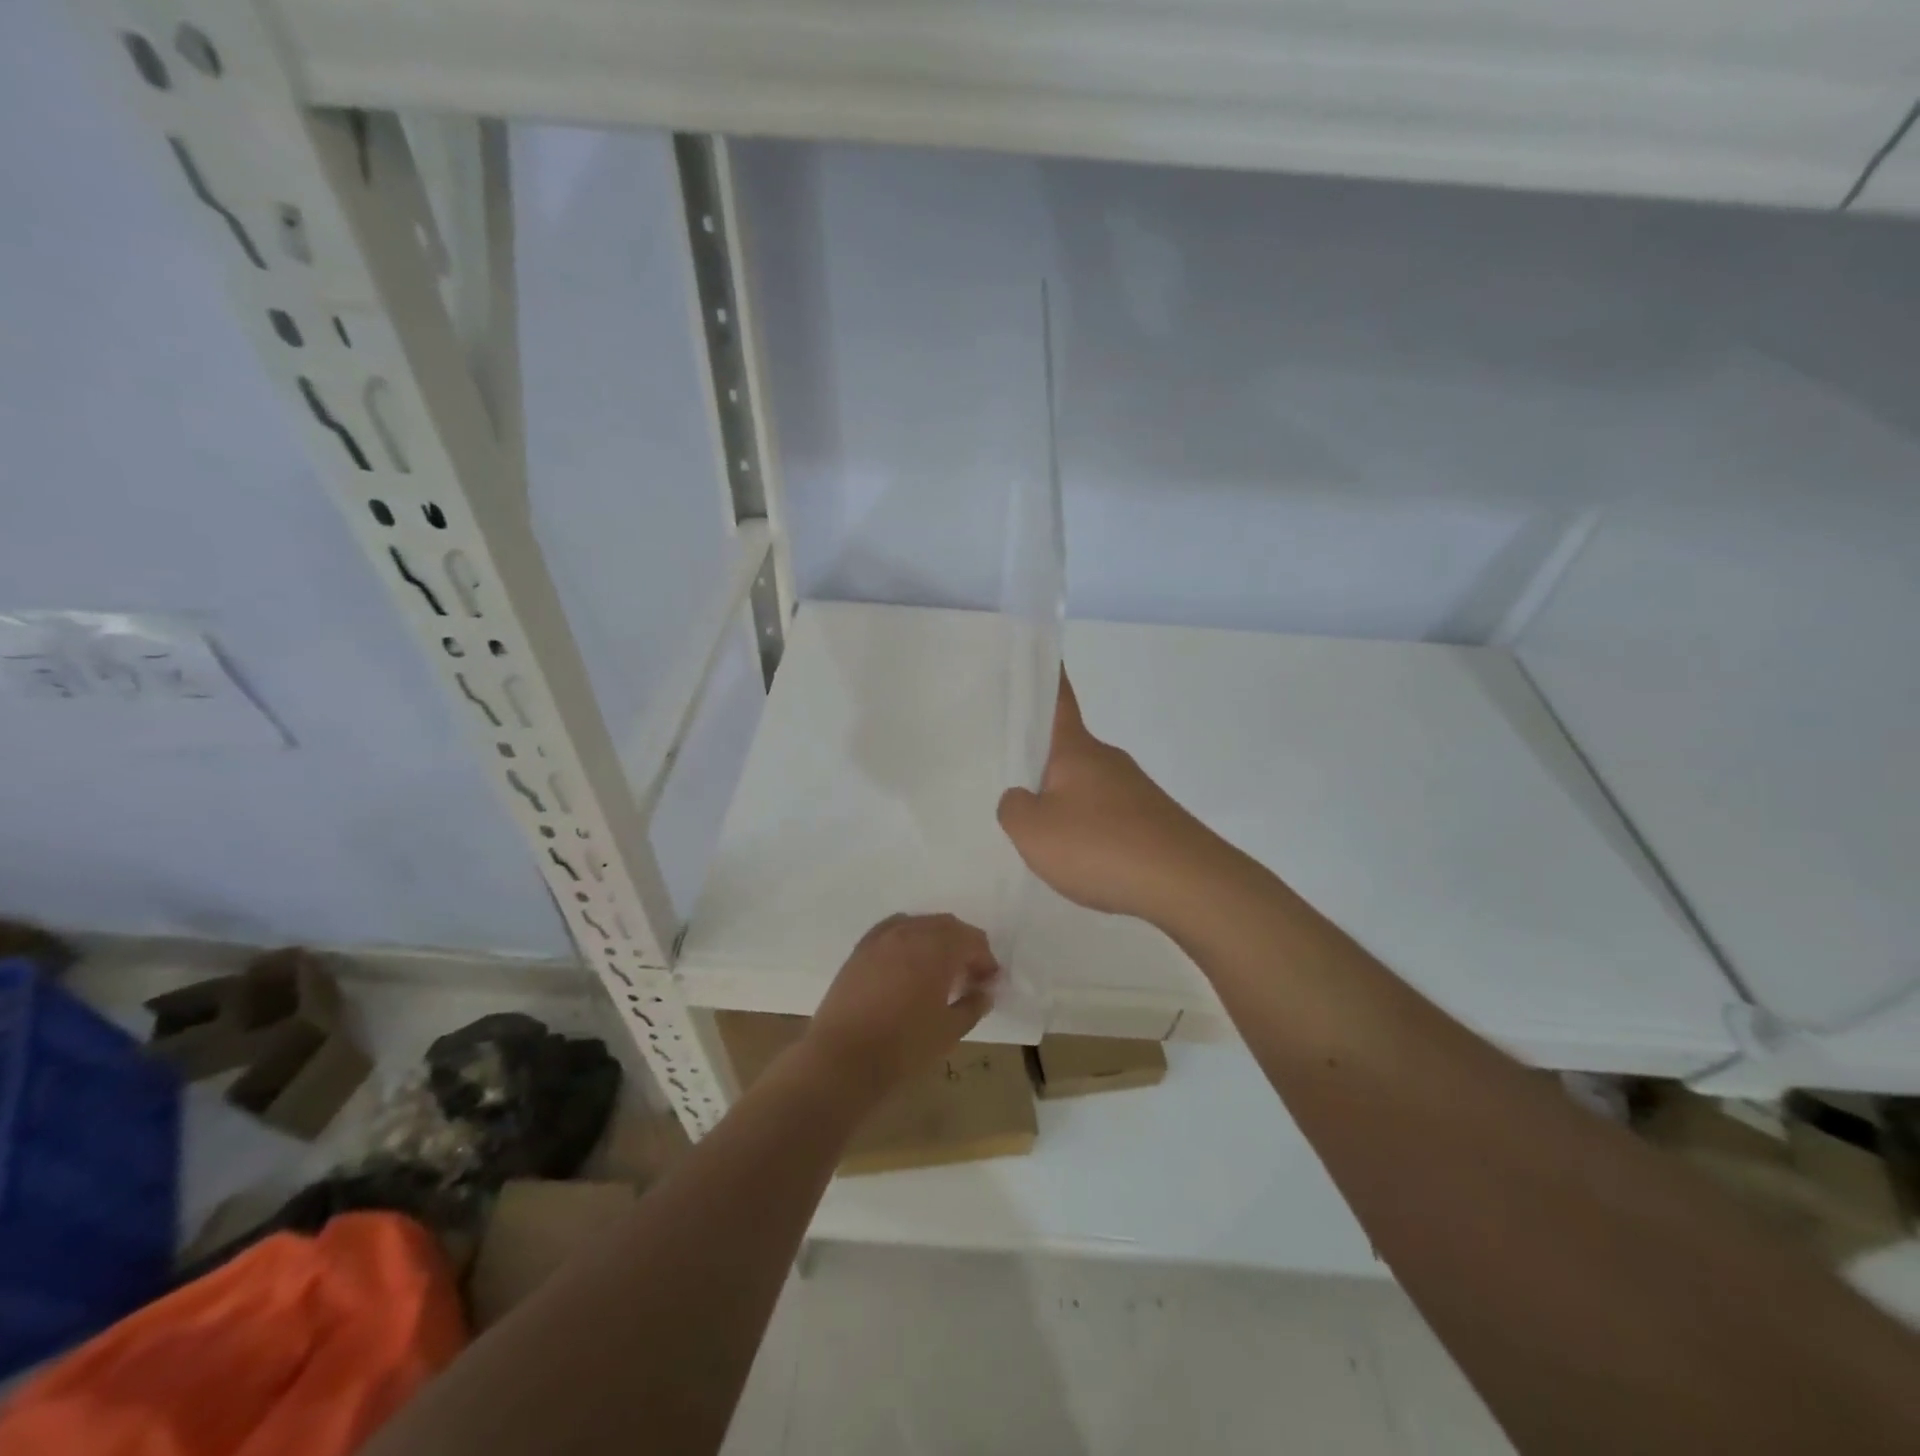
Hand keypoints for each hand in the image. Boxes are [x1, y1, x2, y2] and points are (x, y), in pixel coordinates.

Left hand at [800, 914, 997, 1102]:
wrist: (842, 1059)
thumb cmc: (903, 1047)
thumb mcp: (949, 1031)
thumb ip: (972, 1005)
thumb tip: (984, 992)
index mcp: (937, 948)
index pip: (971, 940)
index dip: (985, 960)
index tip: (989, 983)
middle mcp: (910, 932)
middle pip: (946, 926)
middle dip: (963, 946)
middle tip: (969, 976)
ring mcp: (881, 937)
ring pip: (919, 924)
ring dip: (936, 940)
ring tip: (939, 970)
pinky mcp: (860, 949)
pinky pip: (892, 930)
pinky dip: (908, 938)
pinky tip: (908, 962)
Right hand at [997, 673, 1212, 922]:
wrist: (1187, 884)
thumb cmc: (1100, 846)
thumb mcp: (1033, 831)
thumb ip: (1013, 809)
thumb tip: (1021, 798)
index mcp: (1077, 750)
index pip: (1059, 700)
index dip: (1049, 677)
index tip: (1045, 655)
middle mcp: (1108, 760)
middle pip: (1068, 752)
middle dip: (1043, 765)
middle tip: (1013, 787)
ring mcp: (1136, 791)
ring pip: (1087, 788)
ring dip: (1067, 805)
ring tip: (1045, 839)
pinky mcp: (1153, 821)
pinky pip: (1109, 817)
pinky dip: (1092, 832)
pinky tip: (1086, 862)